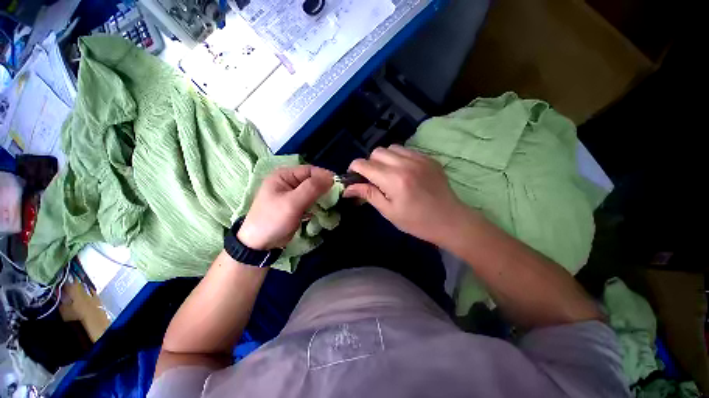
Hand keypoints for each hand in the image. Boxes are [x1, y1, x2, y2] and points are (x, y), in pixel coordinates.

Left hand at [237, 165, 333, 249]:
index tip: (338, 187)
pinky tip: (323, 209)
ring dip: (323, 196)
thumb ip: (312, 188)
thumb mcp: (292, 203)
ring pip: (314, 190)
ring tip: (331, 204)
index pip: (310, 170)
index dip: (324, 177)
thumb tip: (331, 177)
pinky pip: (312, 200)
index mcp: (284, 175)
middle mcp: (289, 181)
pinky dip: (319, 203)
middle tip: (336, 198)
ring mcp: (293, 194)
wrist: (260, 244)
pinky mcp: (297, 204)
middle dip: (325, 188)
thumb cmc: (273, 220)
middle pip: (313, 180)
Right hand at [344, 145, 470, 245]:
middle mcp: (405, 164)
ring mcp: (419, 158)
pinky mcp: (429, 158)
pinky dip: (399, 158)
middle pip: (377, 152)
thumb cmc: (416, 221)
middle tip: (374, 179)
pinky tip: (403, 172)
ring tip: (388, 174)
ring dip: (384, 159)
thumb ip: (368, 194)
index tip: (354, 177)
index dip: (354, 169)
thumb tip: (347, 188)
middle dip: (370, 163)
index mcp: (393, 180)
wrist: (450, 220)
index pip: (364, 164)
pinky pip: (407, 151)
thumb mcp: (388, 211)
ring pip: (391, 148)